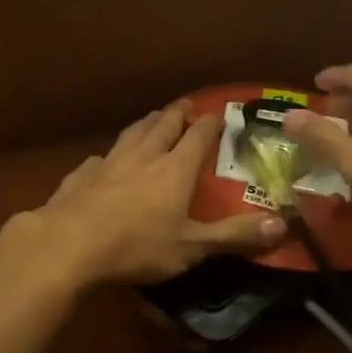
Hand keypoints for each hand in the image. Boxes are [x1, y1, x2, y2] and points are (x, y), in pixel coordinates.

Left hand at [26, 101, 284, 286]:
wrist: (69, 244)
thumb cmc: (136, 246)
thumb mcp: (192, 247)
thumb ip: (234, 235)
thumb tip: (283, 224)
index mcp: (174, 169)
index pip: (197, 137)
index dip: (209, 124)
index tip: (218, 113)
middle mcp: (143, 156)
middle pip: (162, 126)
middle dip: (176, 114)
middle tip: (185, 105)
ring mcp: (108, 163)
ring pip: (131, 134)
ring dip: (145, 123)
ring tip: (152, 118)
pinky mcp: (81, 175)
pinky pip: (100, 158)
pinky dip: (110, 154)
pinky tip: (105, 159)